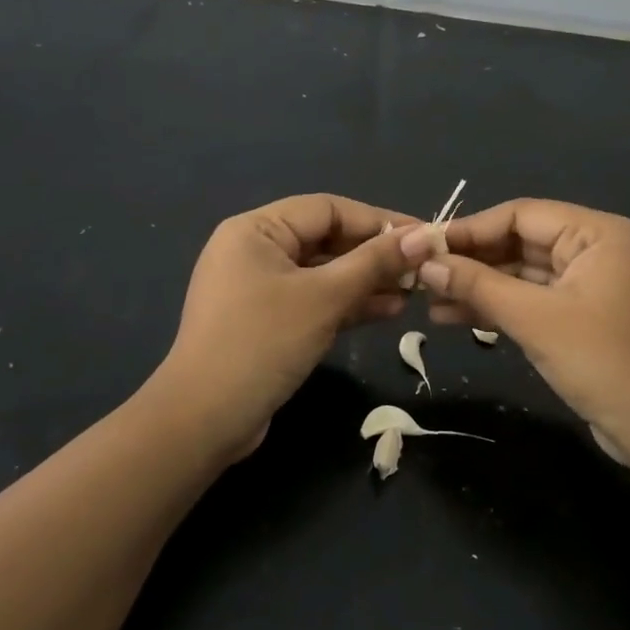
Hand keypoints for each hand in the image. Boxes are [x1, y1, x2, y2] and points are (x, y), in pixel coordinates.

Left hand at [157, 194, 418, 460]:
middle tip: (423, 268)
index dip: (378, 220)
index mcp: (256, 230)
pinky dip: (348, 304)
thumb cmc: (263, 342)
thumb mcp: (323, 298)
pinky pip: (314, 302)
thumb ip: (374, 263)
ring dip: (367, 282)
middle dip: (375, 254)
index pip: (327, 209)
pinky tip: (389, 311)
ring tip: (414, 292)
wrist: (205, 419)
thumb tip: (424, 236)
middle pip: (326, 240)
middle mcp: (254, 252)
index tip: (423, 236)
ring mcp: (259, 290)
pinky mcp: (267, 324)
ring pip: (323, 274)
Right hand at [400, 199, 629, 493]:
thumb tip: (426, 263)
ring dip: (477, 286)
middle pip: (519, 242)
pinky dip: (496, 307)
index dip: (469, 229)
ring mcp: (587, 285)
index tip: (424, 245)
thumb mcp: (535, 319)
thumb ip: (479, 285)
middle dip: (470, 260)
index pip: (520, 214)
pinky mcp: (579, 317)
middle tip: (420, 275)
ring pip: (520, 274)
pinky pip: (530, 300)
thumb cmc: (603, 361)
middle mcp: (593, 250)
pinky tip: (454, 316)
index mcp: (595, 233)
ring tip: (428, 300)